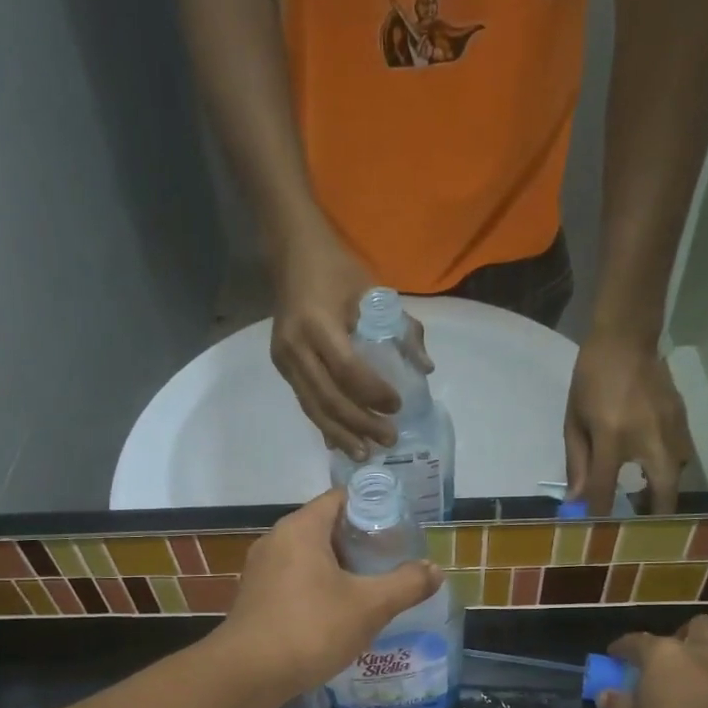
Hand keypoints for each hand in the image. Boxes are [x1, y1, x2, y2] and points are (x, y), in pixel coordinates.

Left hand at [214, 490, 442, 698]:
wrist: (247, 674)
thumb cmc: (311, 629)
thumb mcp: (369, 606)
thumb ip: (406, 584)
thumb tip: (436, 570)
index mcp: (301, 528)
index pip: (341, 498)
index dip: (374, 506)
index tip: (401, 526)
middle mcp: (276, 540)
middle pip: (326, 526)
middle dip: (361, 541)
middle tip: (393, 559)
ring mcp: (261, 570)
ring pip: (310, 556)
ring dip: (340, 568)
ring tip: (372, 586)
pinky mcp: (256, 597)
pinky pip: (295, 579)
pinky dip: (319, 587)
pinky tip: (339, 612)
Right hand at [270, 227, 432, 459]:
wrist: (291, 253)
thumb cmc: (337, 270)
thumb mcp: (373, 291)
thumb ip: (403, 329)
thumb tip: (426, 368)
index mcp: (317, 324)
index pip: (347, 370)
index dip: (372, 393)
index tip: (397, 406)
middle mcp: (295, 347)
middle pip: (329, 398)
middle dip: (360, 423)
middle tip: (388, 439)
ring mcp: (284, 360)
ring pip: (313, 408)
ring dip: (341, 434)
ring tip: (365, 454)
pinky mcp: (282, 368)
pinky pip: (306, 402)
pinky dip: (325, 424)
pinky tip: (340, 443)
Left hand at [564, 333, 693, 514]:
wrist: (627, 340)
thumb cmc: (591, 381)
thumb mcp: (574, 422)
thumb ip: (578, 464)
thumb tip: (578, 501)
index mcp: (613, 438)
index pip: (606, 489)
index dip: (600, 515)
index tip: (596, 534)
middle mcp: (649, 439)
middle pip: (662, 493)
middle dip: (652, 517)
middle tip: (638, 529)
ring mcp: (673, 430)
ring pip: (677, 477)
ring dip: (662, 495)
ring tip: (641, 502)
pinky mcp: (684, 422)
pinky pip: (681, 458)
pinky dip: (667, 474)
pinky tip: (650, 474)